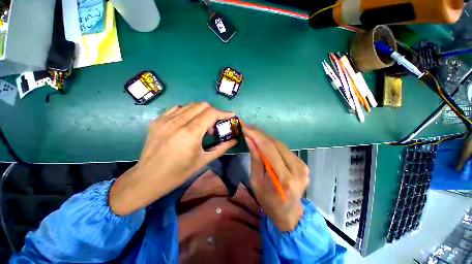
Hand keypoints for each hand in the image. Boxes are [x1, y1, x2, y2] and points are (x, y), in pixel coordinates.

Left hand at [109, 102, 236, 215]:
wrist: (148, 178)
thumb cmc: (179, 173)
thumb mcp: (204, 160)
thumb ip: (222, 147)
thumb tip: (235, 139)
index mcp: (190, 133)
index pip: (211, 113)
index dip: (223, 113)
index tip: (230, 116)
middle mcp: (178, 122)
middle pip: (202, 105)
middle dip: (213, 112)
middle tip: (214, 126)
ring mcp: (165, 119)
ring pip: (190, 105)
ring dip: (201, 112)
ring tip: (201, 126)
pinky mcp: (158, 120)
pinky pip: (178, 109)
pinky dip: (188, 113)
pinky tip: (187, 124)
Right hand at [243, 126, 308, 231]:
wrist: (289, 213)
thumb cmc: (268, 201)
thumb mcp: (256, 181)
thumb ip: (255, 158)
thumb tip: (250, 139)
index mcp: (284, 179)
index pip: (269, 149)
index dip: (256, 136)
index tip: (245, 127)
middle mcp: (297, 170)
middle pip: (276, 144)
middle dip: (260, 134)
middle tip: (248, 127)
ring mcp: (303, 166)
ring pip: (280, 144)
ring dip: (266, 137)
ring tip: (253, 132)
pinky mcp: (303, 164)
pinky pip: (284, 149)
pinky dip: (272, 143)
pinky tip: (263, 140)